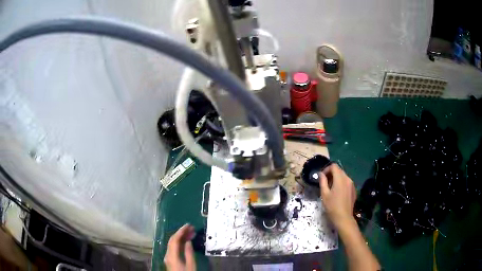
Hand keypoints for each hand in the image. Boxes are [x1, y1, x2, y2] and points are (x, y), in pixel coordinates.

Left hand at [164, 224, 195, 270]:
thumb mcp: (191, 265)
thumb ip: (189, 253)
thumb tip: (188, 241)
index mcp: (172, 255)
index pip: (174, 239)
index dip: (181, 231)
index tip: (188, 225)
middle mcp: (167, 254)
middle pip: (172, 240)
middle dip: (181, 233)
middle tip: (191, 228)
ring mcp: (168, 257)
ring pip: (172, 244)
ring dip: (180, 237)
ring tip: (190, 233)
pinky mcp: (170, 259)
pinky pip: (173, 248)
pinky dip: (179, 243)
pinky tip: (186, 242)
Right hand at [319, 164, 356, 228]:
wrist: (343, 218)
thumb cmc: (332, 206)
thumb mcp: (324, 194)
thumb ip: (322, 181)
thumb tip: (321, 174)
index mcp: (340, 179)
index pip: (334, 166)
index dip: (326, 169)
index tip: (322, 177)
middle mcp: (348, 179)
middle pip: (339, 170)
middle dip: (331, 174)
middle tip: (325, 183)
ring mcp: (352, 184)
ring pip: (343, 176)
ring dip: (336, 179)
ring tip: (331, 188)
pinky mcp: (354, 190)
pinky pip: (347, 182)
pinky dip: (341, 184)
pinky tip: (338, 193)